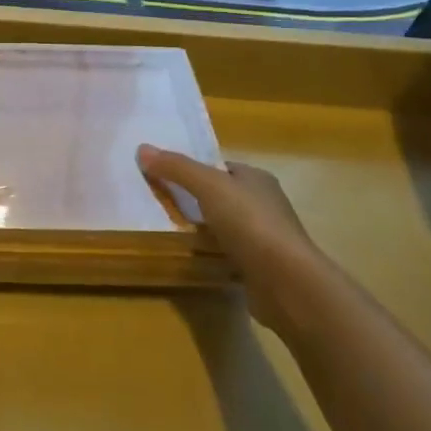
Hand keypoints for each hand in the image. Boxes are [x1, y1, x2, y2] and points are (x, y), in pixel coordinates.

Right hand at [137, 144, 329, 332]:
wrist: (287, 282)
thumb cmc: (250, 223)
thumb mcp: (208, 186)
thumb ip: (177, 168)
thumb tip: (143, 149)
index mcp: (257, 179)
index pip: (220, 168)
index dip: (193, 169)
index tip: (164, 177)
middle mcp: (265, 205)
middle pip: (221, 196)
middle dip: (194, 200)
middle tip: (160, 204)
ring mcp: (264, 238)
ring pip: (224, 226)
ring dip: (201, 229)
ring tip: (168, 230)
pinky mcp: (260, 267)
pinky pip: (228, 253)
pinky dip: (211, 254)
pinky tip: (191, 258)